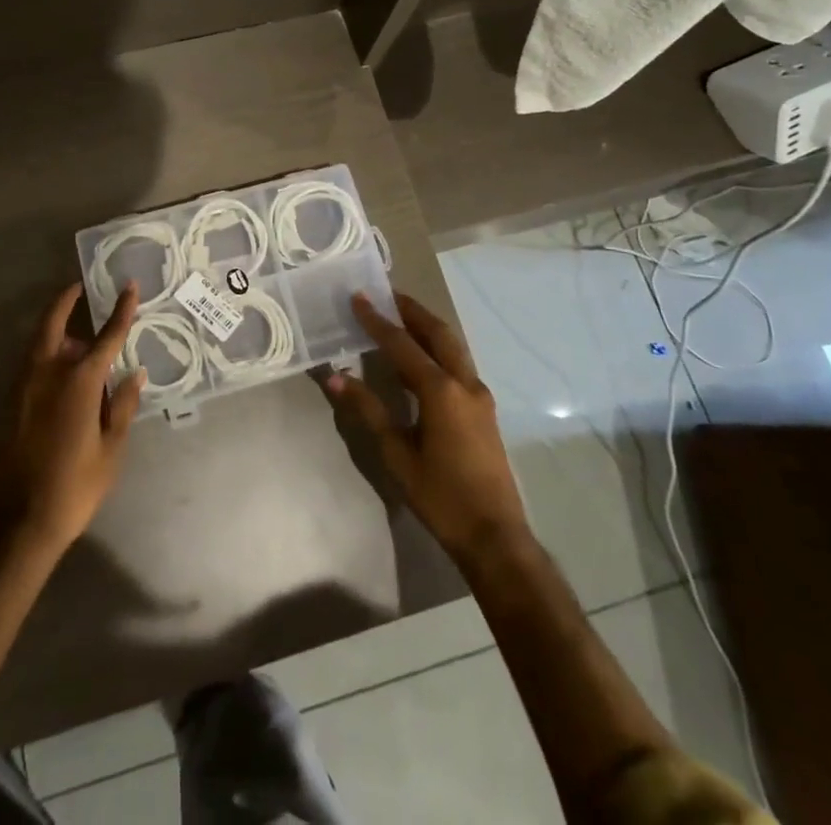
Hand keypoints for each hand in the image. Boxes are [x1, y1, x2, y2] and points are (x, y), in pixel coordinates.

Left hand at [0, 281, 144, 552]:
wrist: (19, 521)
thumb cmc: (75, 485)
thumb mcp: (110, 449)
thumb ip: (121, 406)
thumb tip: (134, 374)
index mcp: (78, 382)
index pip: (106, 337)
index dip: (121, 311)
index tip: (130, 288)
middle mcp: (46, 374)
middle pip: (53, 324)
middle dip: (66, 301)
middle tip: (78, 287)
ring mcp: (21, 387)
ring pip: (37, 344)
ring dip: (54, 329)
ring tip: (73, 333)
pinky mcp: (7, 404)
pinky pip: (28, 366)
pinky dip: (44, 355)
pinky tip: (57, 370)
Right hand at [323, 292, 531, 568]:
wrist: (495, 536)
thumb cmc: (440, 496)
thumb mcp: (397, 453)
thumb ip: (368, 410)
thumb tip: (335, 376)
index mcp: (441, 390)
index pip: (402, 345)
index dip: (378, 320)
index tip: (359, 297)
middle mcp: (464, 383)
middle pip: (438, 333)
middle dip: (412, 311)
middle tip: (388, 294)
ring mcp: (479, 396)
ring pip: (452, 347)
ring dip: (427, 328)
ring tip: (401, 317)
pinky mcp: (484, 411)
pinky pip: (458, 365)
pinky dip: (437, 350)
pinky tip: (420, 359)